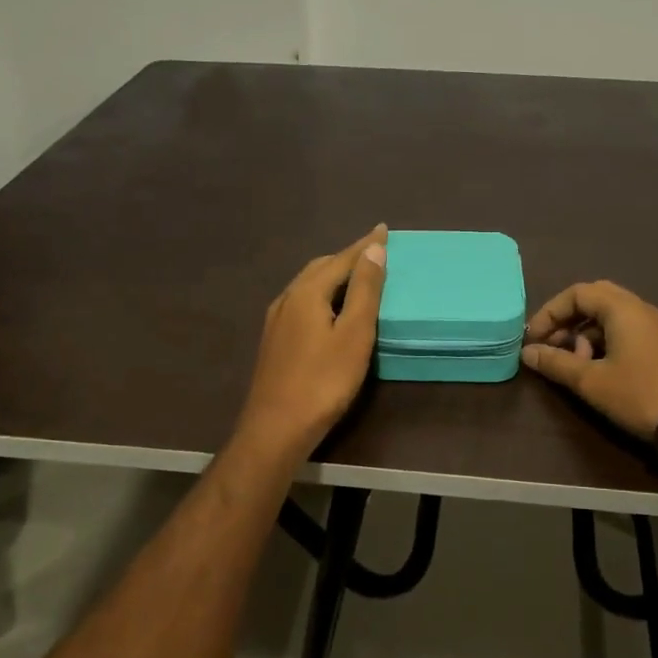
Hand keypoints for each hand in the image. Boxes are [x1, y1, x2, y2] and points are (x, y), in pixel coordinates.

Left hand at [234, 226, 387, 462]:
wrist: (276, 428)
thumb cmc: (323, 381)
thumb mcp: (354, 334)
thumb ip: (364, 290)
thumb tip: (373, 248)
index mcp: (307, 293)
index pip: (341, 259)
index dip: (364, 245)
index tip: (383, 229)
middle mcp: (287, 298)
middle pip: (320, 268)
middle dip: (346, 258)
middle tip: (372, 254)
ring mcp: (276, 321)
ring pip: (308, 285)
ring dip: (332, 276)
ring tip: (355, 278)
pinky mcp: (274, 341)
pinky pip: (301, 303)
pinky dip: (321, 295)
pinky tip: (328, 310)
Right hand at [521, 281, 657, 440]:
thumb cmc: (639, 395)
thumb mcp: (590, 381)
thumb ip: (555, 363)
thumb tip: (527, 352)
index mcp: (622, 308)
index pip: (577, 293)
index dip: (550, 312)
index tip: (534, 339)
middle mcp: (641, 308)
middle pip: (595, 299)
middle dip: (568, 320)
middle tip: (553, 346)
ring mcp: (656, 326)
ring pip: (611, 316)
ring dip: (585, 333)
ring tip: (575, 364)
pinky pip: (627, 330)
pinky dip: (605, 341)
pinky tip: (599, 369)